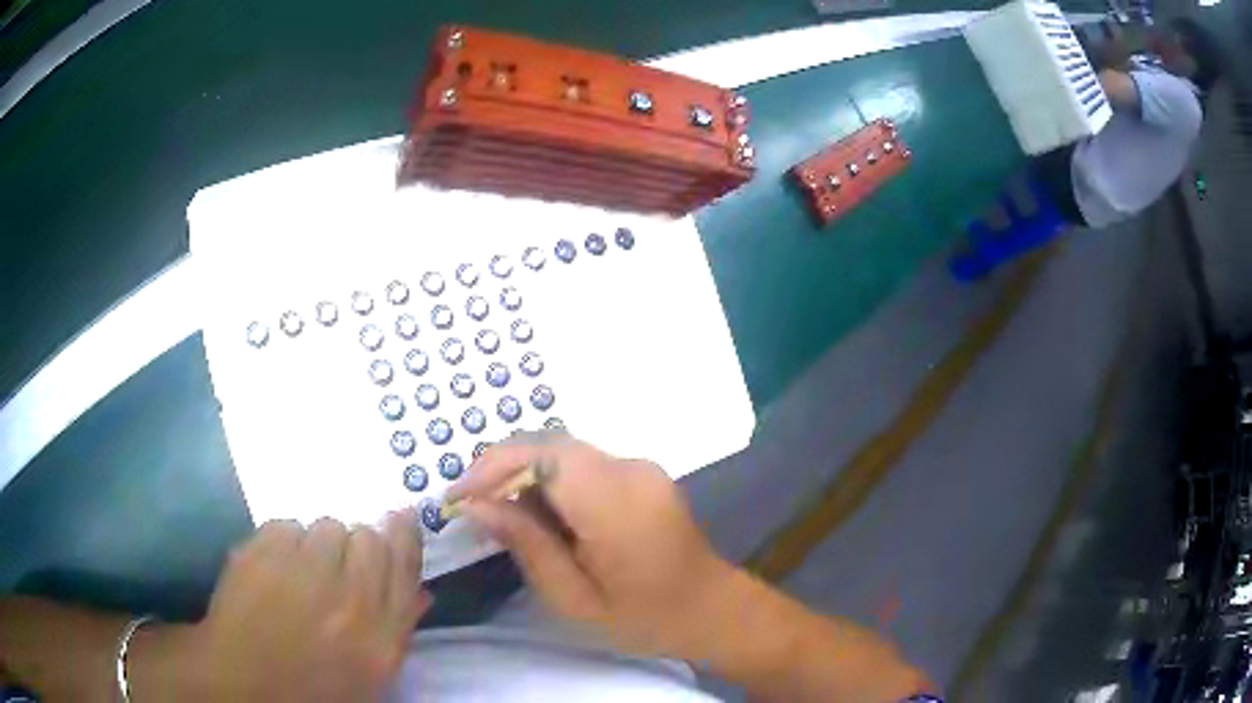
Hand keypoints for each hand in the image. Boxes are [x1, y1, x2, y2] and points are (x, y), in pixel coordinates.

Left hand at [134, 510, 430, 701]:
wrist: (244, 683)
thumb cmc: (314, 687)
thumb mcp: (370, 675)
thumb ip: (398, 630)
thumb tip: (421, 591)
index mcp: (381, 636)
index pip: (405, 563)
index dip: (404, 533)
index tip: (399, 517)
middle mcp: (348, 600)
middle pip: (367, 537)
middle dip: (356, 544)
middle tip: (337, 562)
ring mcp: (301, 573)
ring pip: (326, 526)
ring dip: (319, 543)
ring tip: (301, 569)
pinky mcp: (261, 555)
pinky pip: (286, 525)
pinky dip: (284, 541)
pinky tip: (274, 567)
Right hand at [447, 433, 734, 658]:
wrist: (710, 609)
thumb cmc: (643, 616)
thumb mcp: (574, 598)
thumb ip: (526, 545)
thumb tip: (476, 506)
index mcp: (615, 503)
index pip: (543, 455)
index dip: (492, 467)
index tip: (457, 497)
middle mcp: (630, 469)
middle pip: (550, 445)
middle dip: (501, 468)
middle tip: (471, 504)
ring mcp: (640, 466)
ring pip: (564, 450)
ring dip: (524, 473)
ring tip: (498, 512)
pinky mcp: (641, 472)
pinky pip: (583, 463)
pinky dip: (550, 480)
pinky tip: (538, 513)